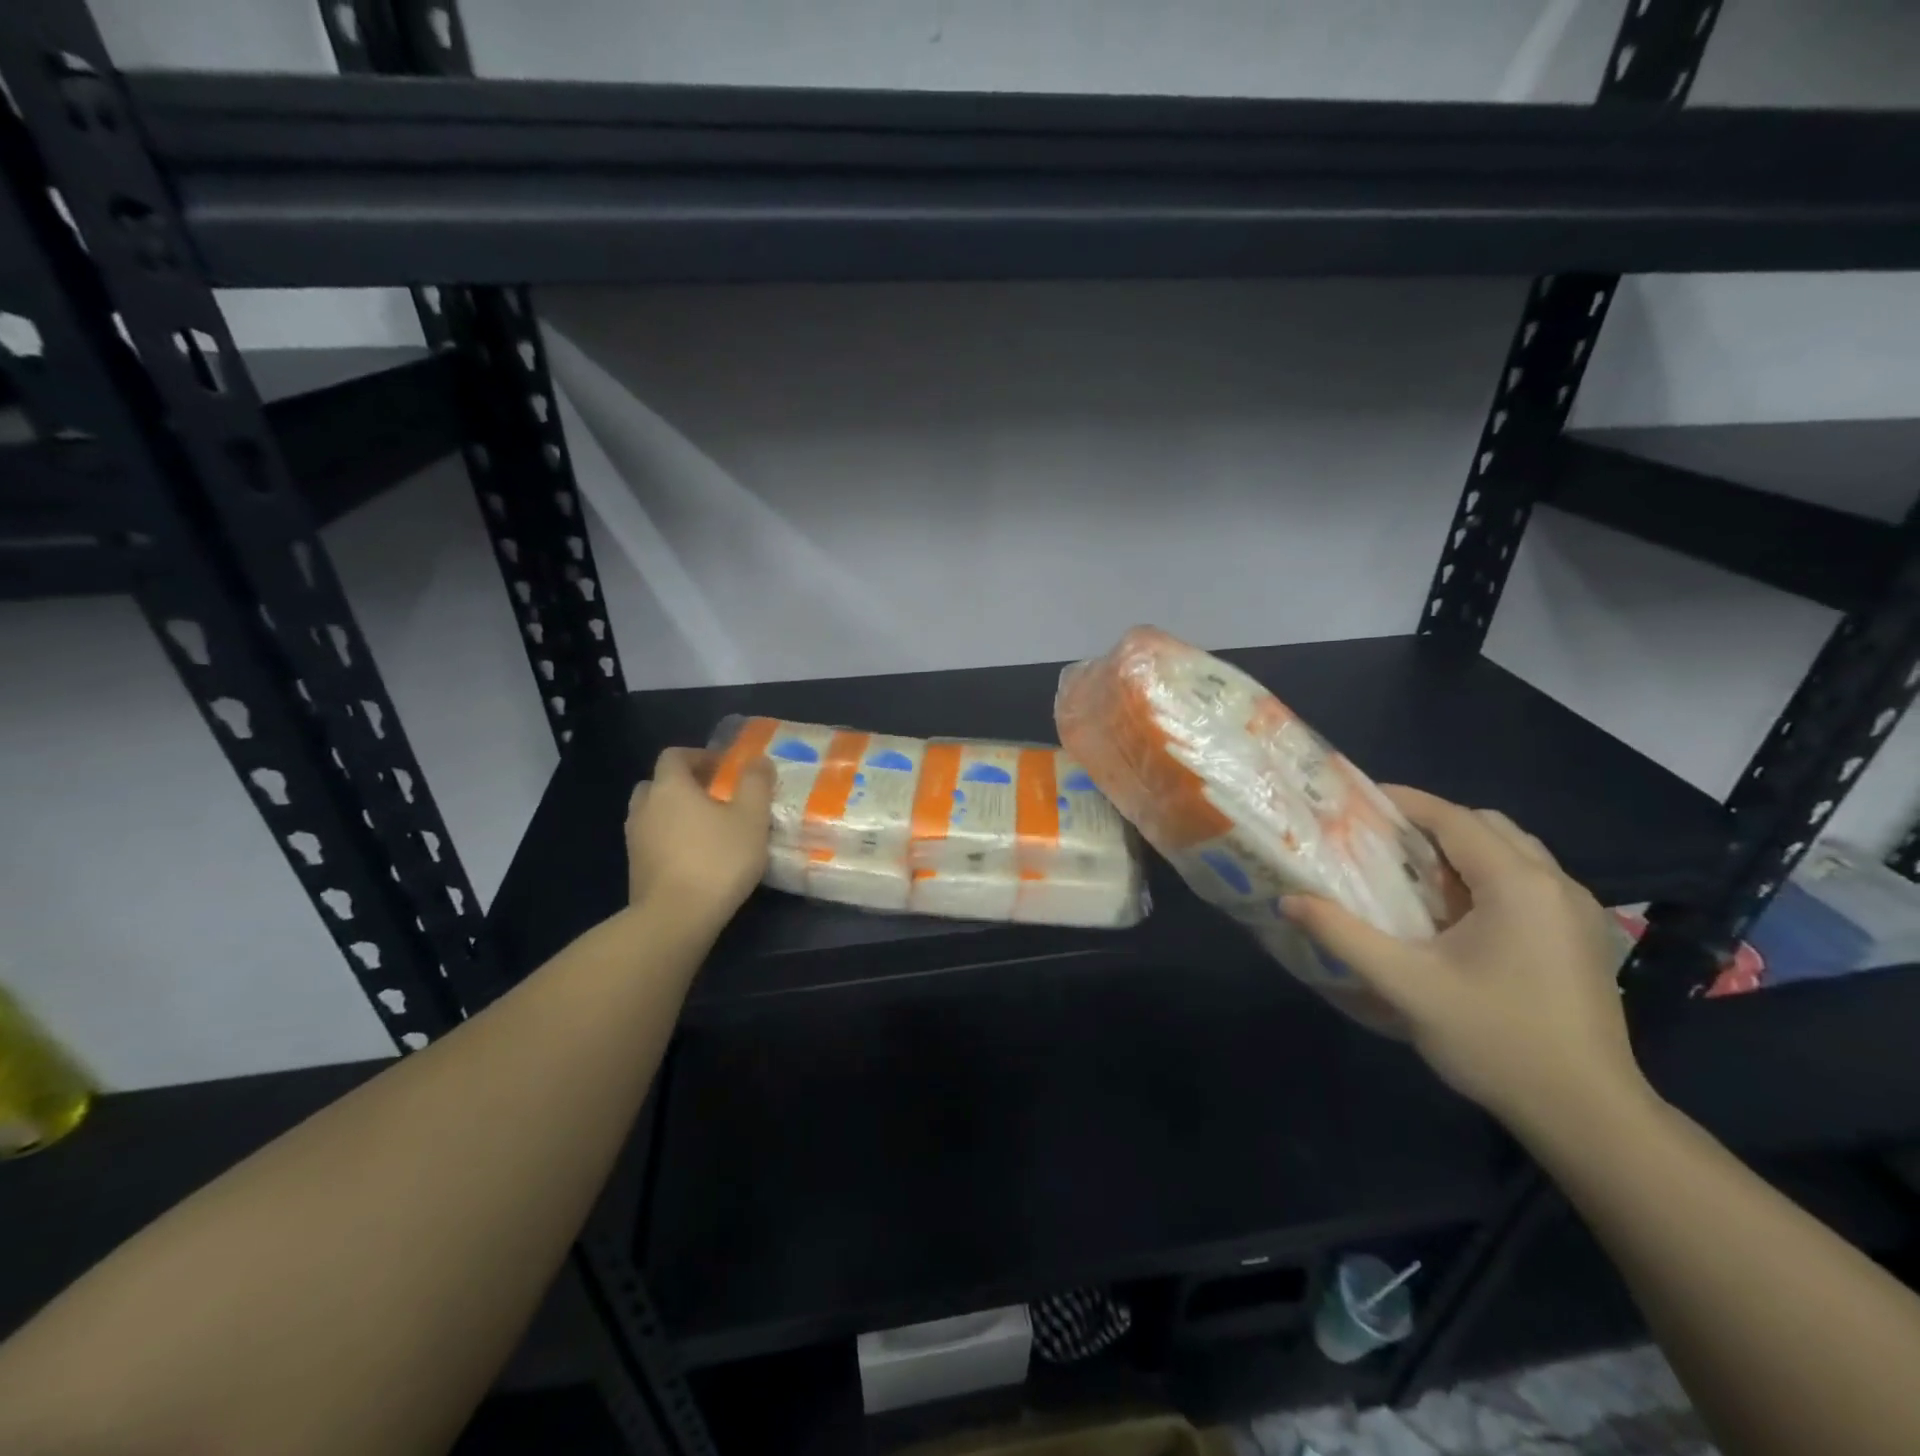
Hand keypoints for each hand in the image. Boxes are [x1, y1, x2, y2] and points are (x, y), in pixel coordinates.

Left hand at [626, 747, 772, 926]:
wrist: (676, 917)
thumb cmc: (717, 859)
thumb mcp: (751, 818)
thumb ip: (756, 783)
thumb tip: (758, 760)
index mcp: (670, 787)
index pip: (674, 756)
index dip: (699, 756)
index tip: (724, 769)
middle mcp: (645, 807)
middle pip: (658, 783)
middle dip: (684, 785)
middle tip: (714, 797)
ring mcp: (635, 839)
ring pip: (653, 813)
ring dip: (675, 814)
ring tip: (707, 829)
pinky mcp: (635, 868)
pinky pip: (652, 841)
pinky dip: (669, 840)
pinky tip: (695, 857)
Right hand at [1282, 786, 1646, 1131]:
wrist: (1588, 1114)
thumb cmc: (1495, 1040)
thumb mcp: (1405, 985)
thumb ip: (1343, 935)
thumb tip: (1289, 900)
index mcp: (1517, 884)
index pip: (1453, 817)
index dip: (1403, 801)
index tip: (1354, 801)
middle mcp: (1555, 883)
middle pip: (1486, 825)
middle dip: (1431, 822)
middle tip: (1379, 840)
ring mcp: (1576, 911)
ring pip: (1512, 851)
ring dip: (1461, 848)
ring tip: (1411, 871)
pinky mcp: (1582, 937)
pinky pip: (1528, 879)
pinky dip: (1486, 874)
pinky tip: (1455, 912)